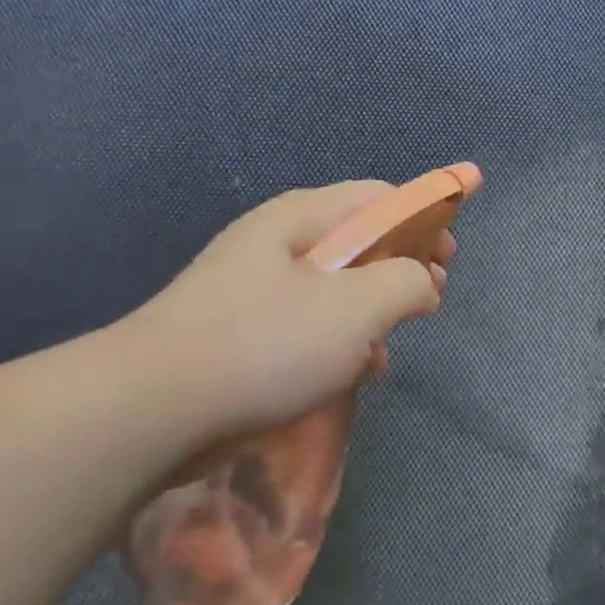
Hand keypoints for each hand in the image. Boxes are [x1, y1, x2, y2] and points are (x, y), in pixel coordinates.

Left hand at [112, 182, 447, 455]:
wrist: (152, 408)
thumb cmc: (267, 343)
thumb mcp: (358, 306)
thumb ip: (407, 282)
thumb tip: (422, 283)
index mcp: (303, 217)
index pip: (380, 196)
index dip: (426, 215)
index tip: (452, 254)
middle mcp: (277, 241)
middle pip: (358, 239)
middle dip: (402, 265)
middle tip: (431, 296)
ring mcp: (253, 287)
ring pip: (334, 286)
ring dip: (373, 308)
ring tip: (393, 340)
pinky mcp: (240, 332)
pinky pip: (306, 323)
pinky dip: (339, 339)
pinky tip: (354, 371)